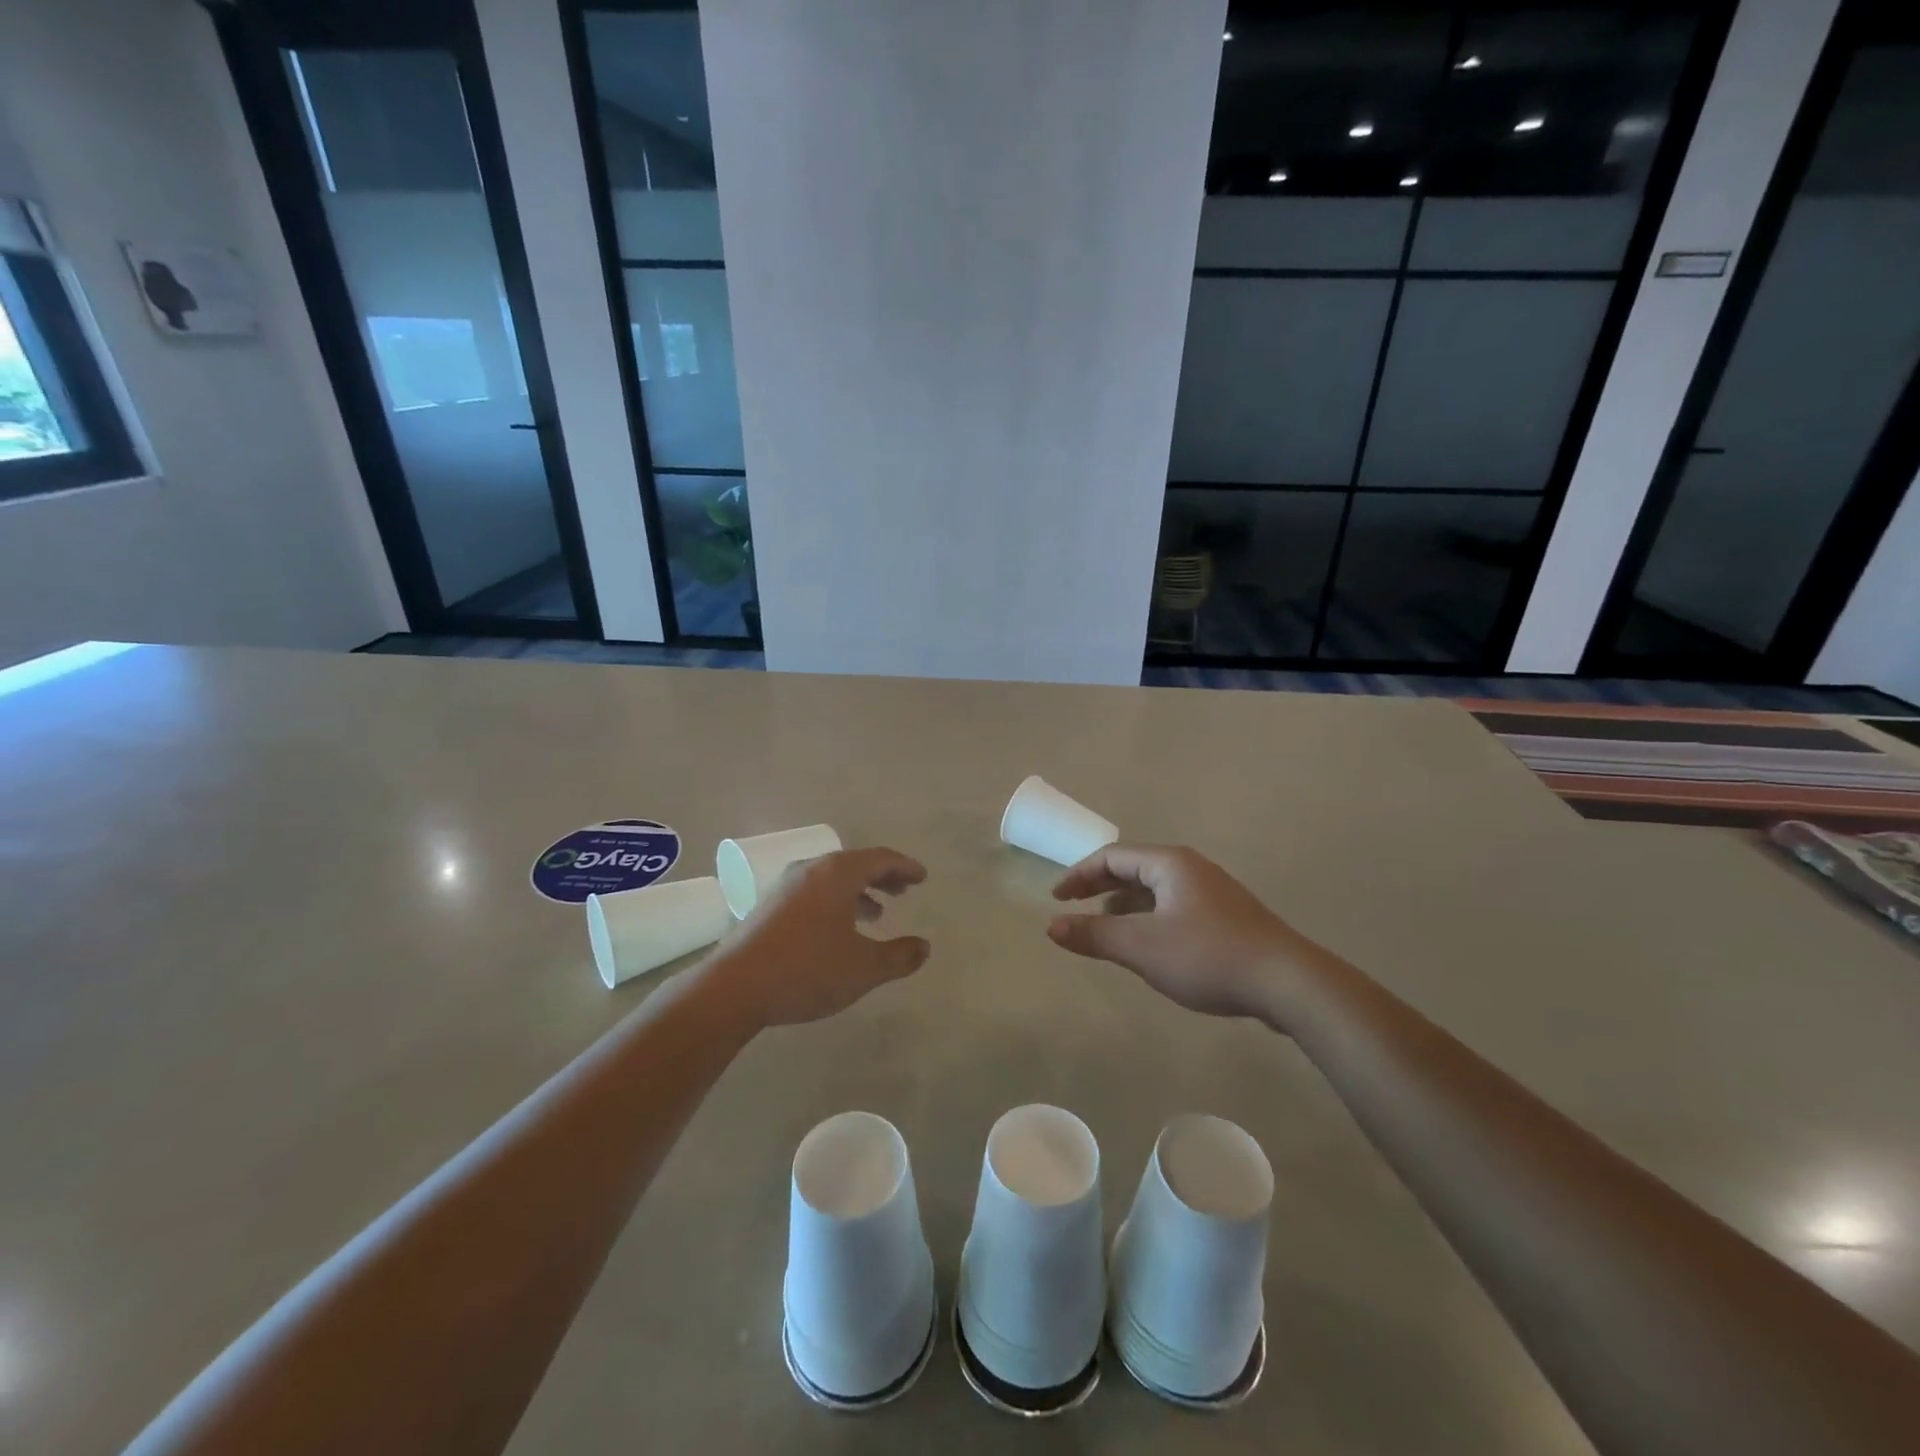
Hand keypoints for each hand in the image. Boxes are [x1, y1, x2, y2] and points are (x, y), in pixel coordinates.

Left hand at [708, 847, 930, 1027]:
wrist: (734, 988)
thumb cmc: (807, 969)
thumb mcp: (863, 968)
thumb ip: (898, 957)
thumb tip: (924, 947)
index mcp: (837, 873)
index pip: (880, 858)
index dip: (905, 866)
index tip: (922, 877)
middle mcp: (811, 870)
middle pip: (854, 864)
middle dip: (881, 877)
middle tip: (902, 891)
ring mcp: (785, 887)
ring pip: (831, 880)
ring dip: (857, 892)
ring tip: (876, 915)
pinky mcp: (768, 908)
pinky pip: (813, 893)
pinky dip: (835, 903)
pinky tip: (837, 932)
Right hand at [1048, 844, 1310, 1020]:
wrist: (1288, 983)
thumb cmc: (1208, 957)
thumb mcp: (1143, 948)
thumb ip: (1095, 935)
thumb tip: (1052, 926)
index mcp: (1169, 864)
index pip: (1112, 857)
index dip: (1078, 874)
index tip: (1055, 899)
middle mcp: (1191, 868)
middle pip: (1133, 868)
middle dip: (1099, 886)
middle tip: (1072, 907)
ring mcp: (1212, 891)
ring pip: (1155, 889)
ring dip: (1124, 903)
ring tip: (1105, 926)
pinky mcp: (1226, 916)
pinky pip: (1174, 905)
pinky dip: (1149, 916)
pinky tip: (1148, 944)